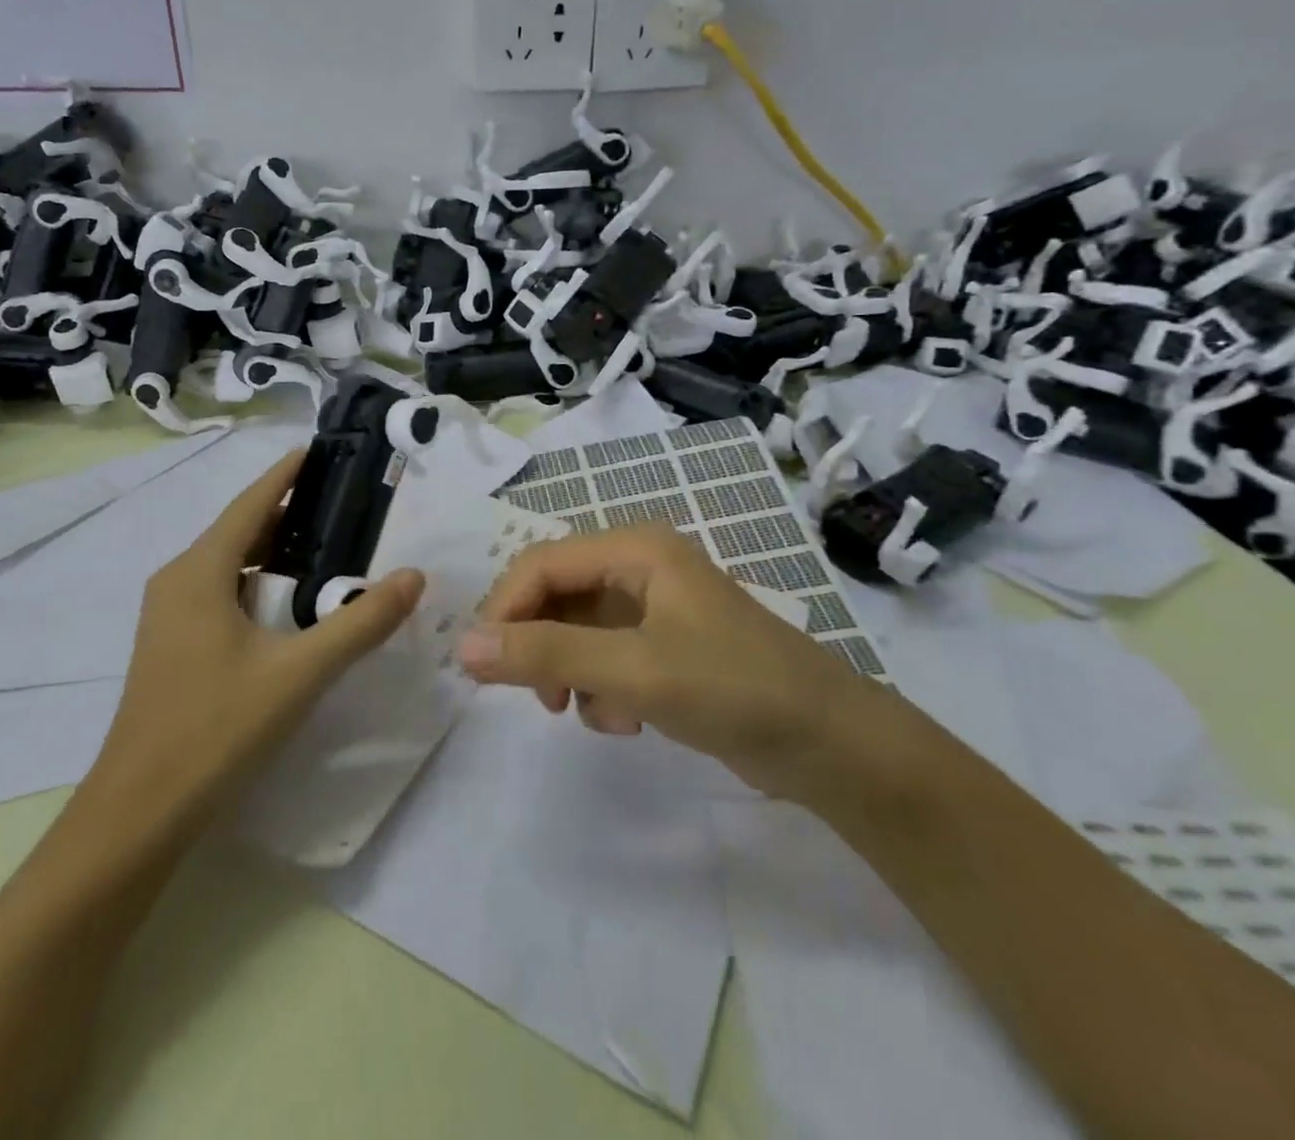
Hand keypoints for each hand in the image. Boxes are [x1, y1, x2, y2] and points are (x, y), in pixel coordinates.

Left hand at [82, 450, 424, 822]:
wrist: (139, 814)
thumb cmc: (216, 729)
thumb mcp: (300, 673)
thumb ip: (361, 623)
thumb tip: (413, 576)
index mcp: (199, 572)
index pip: (250, 504)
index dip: (286, 475)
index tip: (321, 451)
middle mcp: (178, 582)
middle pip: (241, 531)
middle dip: (290, 514)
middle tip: (346, 506)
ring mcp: (170, 617)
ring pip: (231, 566)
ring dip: (276, 554)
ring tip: (331, 549)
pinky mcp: (174, 648)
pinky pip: (223, 595)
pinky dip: (261, 586)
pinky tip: (294, 607)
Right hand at [460, 523, 881, 799]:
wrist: (831, 745)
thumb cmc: (734, 688)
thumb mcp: (634, 670)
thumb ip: (547, 654)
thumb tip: (463, 645)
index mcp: (636, 550)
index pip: (542, 563)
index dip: (504, 607)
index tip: (481, 663)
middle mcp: (641, 568)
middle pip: (557, 595)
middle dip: (540, 644)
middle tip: (539, 697)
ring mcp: (655, 609)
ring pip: (577, 630)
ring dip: (572, 672)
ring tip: (594, 712)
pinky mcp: (665, 647)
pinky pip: (605, 657)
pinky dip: (602, 688)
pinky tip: (627, 720)